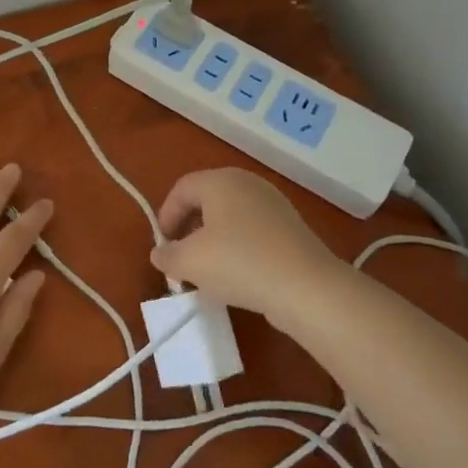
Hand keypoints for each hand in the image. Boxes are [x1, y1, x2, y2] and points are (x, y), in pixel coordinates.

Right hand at [151, 168, 341, 332]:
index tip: (163, 246)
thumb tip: (160, 253)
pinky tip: (239, 275)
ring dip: (214, 240)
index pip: (182, 188)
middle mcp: (247, 183)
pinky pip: (253, 231)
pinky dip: (239, 247)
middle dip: (190, 228)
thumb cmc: (239, 263)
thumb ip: (167, 256)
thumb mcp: (190, 262)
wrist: (306, 286)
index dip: (166, 215)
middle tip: (182, 257)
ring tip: (209, 271)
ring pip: (231, 216)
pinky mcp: (291, 227)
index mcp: (220, 180)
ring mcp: (273, 203)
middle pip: (207, 199)